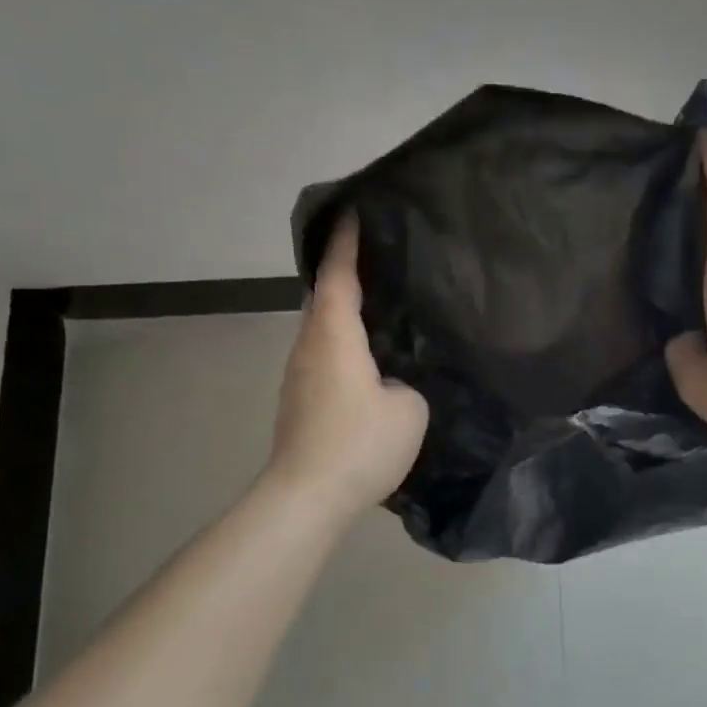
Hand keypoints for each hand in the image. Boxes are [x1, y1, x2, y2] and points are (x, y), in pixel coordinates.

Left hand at [267, 216, 428, 518]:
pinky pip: (324, 358)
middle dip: (345, 274)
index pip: (340, 276)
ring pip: (322, 331)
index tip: (354, 210)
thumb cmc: (359, 443)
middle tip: (376, 259)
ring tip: (379, 307)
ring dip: (345, 314)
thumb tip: (391, 384)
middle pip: (325, 299)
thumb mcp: (408, 409)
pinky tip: (368, 361)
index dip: (347, 242)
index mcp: (335, 336)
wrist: (307, 497)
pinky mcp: (299, 403)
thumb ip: (406, 383)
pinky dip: (343, 346)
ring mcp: (298, 377)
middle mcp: (309, 347)